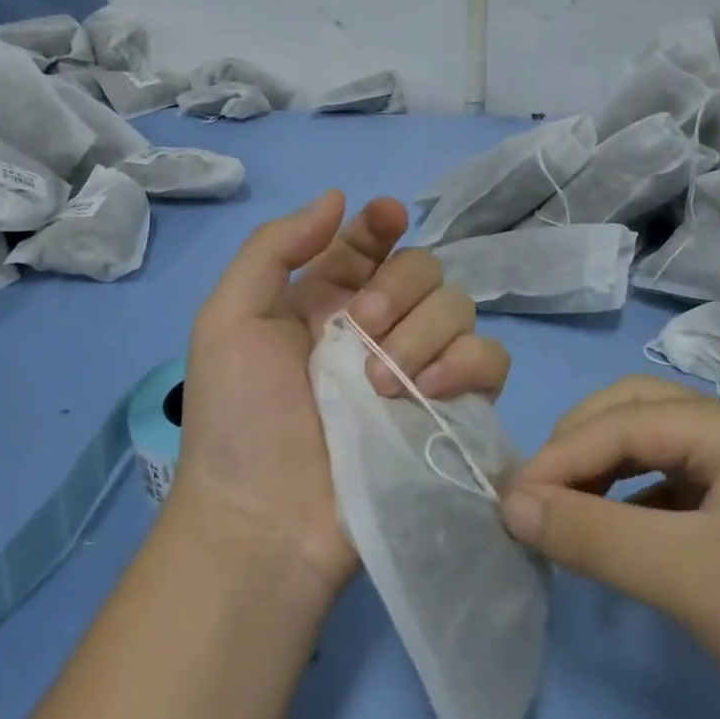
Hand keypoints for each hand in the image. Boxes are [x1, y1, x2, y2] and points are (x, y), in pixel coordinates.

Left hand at [174, 191, 510, 598]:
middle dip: (398, 288)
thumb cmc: (239, 419)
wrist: (266, 520)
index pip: (369, 242)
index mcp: (326, 299)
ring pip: (460, 307)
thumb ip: (275, 248)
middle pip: (424, 268)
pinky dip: (466, 364)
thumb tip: (338, 198)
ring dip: (424, 331)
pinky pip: (490, 359)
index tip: (386, 219)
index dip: (381, 224)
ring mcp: (417, 368)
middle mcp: (378, 326)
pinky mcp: (450, 409)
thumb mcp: (229, 319)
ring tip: (381, 381)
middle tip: (361, 329)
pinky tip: (425, 391)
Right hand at [500, 376, 719, 718]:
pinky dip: (636, 509)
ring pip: (659, 456)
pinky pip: (680, 496)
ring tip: (565, 518)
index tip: (508, 501)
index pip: (628, 420)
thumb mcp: (691, 579)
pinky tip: (619, 542)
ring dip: (605, 478)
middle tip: (536, 499)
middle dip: (581, 450)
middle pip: (642, 417)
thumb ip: (592, 534)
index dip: (561, 455)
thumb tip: (509, 503)